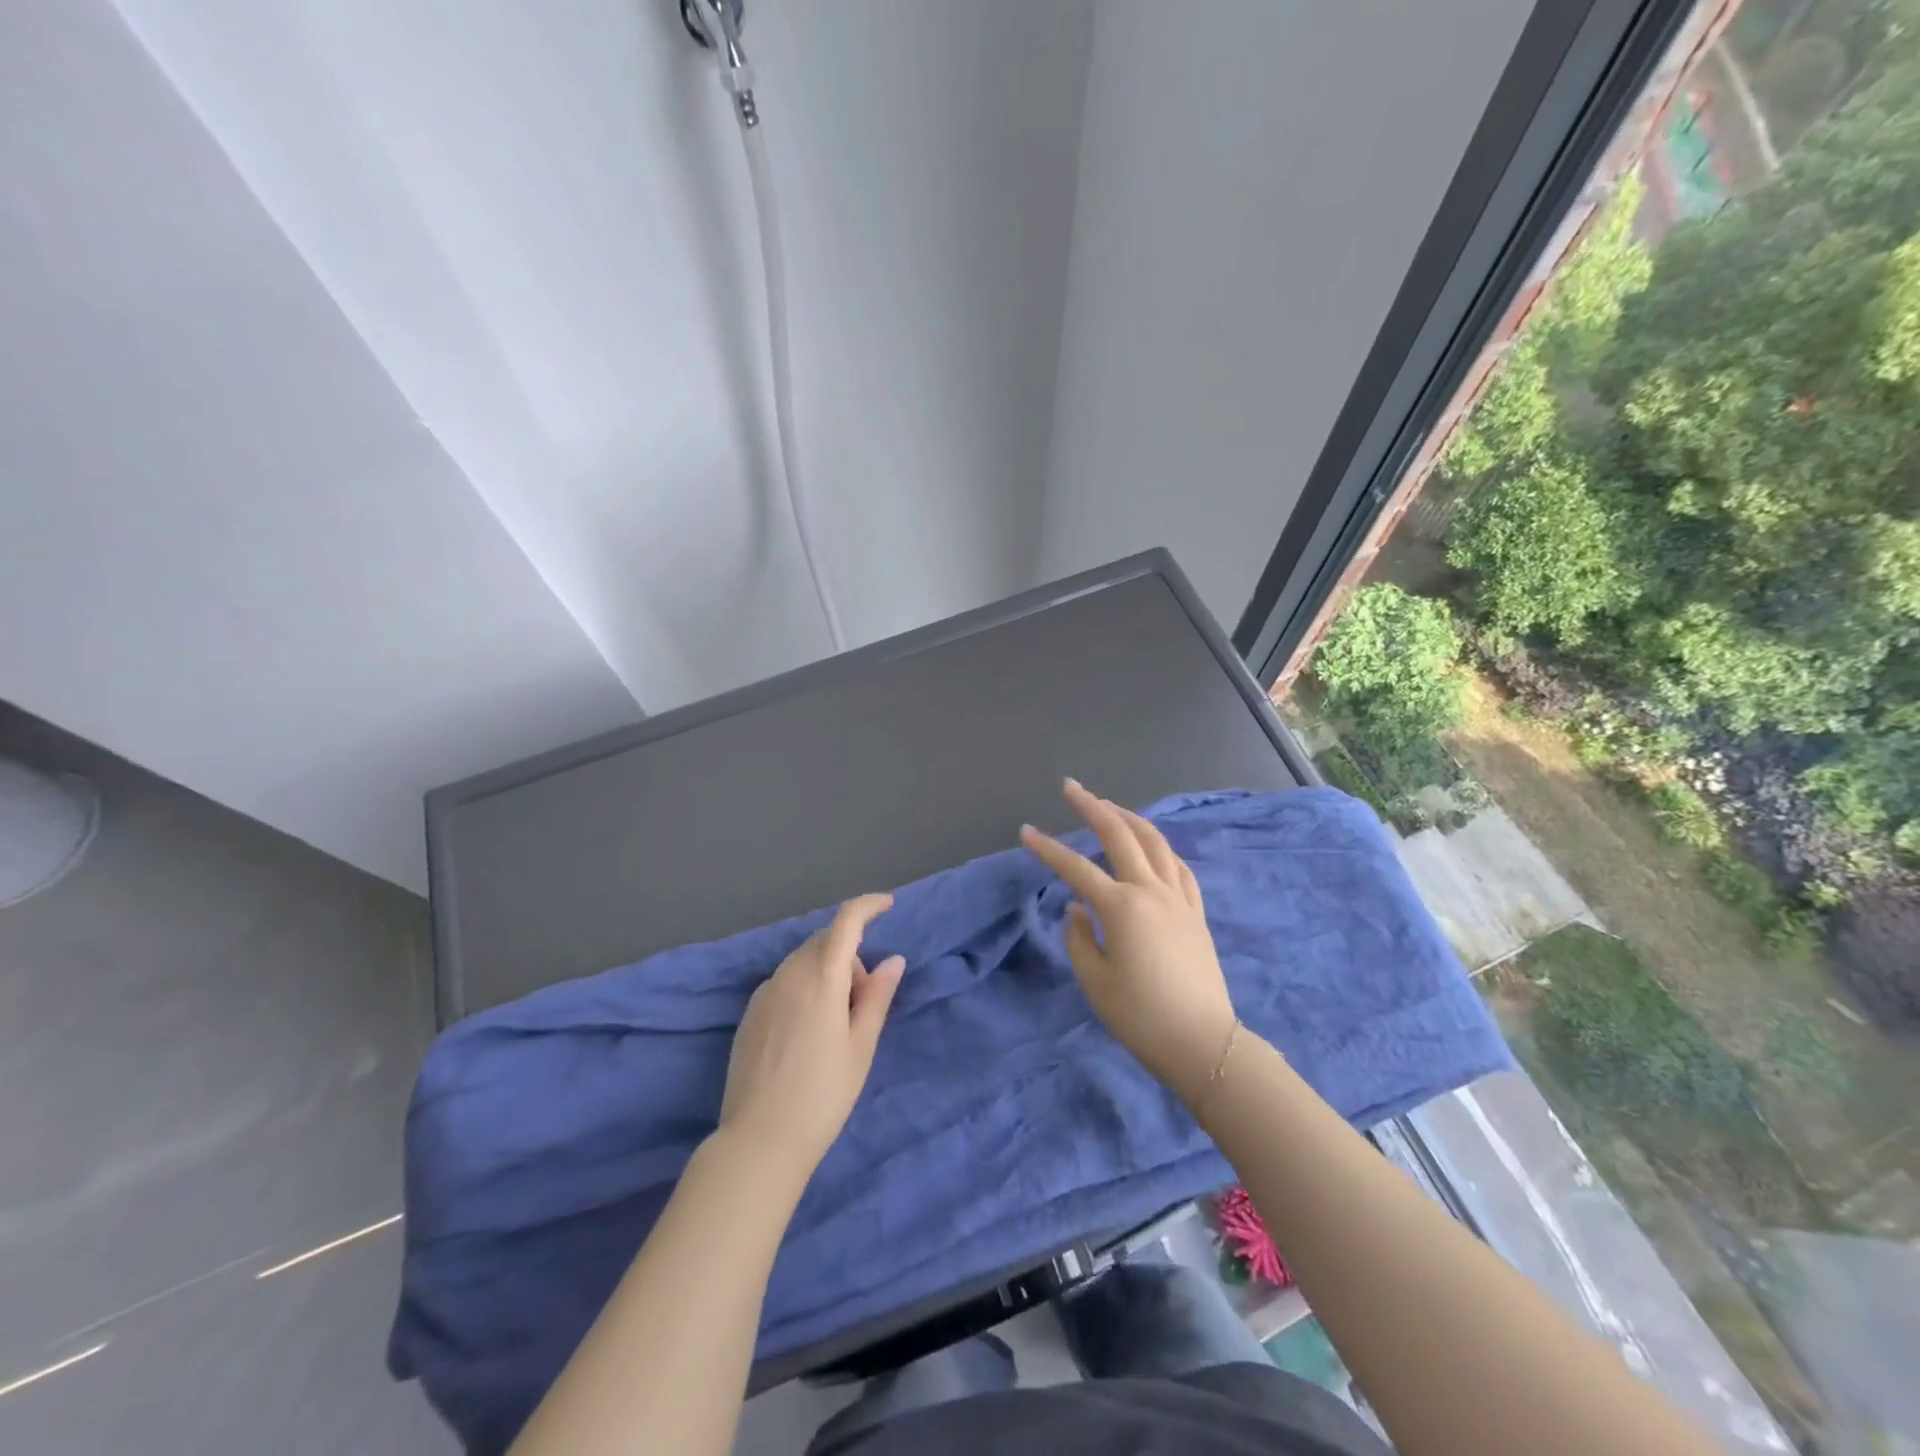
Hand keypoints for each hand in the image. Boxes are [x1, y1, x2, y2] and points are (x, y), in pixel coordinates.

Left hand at [718, 894, 904, 1185]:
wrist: (759, 1140)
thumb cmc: (823, 1094)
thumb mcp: (861, 1046)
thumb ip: (877, 996)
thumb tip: (893, 960)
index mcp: (821, 977)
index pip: (846, 922)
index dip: (868, 906)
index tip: (888, 904)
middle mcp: (789, 975)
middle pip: (825, 942)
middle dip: (851, 956)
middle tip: (864, 1002)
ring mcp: (764, 993)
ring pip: (804, 962)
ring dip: (828, 972)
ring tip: (838, 1024)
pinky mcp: (750, 1014)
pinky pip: (785, 983)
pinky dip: (805, 988)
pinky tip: (809, 1033)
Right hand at [1021, 780, 1236, 1106]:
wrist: (1203, 1043)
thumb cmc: (1141, 1017)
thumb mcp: (1095, 981)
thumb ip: (1079, 938)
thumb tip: (1078, 908)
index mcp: (1121, 907)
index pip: (1076, 868)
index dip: (1048, 849)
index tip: (1026, 832)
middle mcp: (1151, 891)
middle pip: (1120, 835)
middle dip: (1093, 806)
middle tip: (1071, 787)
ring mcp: (1178, 899)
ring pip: (1154, 842)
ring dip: (1129, 818)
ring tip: (1109, 807)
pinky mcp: (1195, 912)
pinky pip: (1178, 867)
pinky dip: (1160, 848)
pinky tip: (1152, 847)